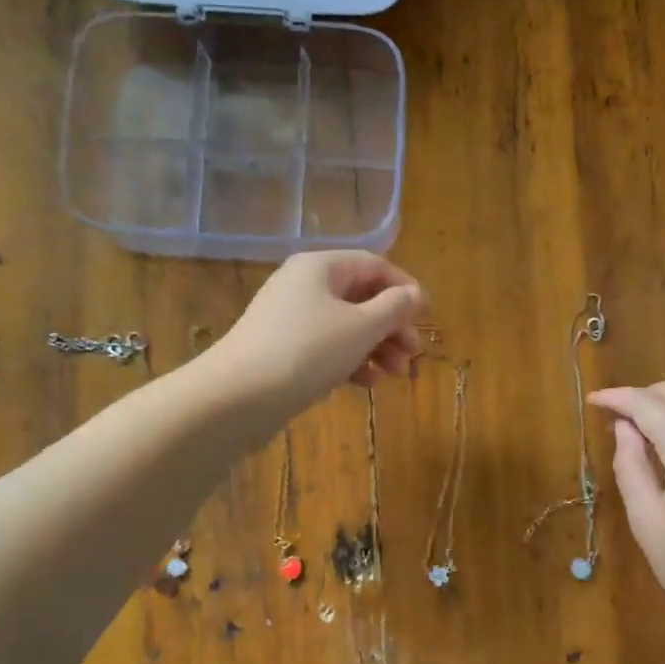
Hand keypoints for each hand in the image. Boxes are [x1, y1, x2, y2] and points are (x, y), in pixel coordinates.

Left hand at [211, 251, 426, 418]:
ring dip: (377, 347)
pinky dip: (351, 361)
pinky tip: (367, 383)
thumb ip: (394, 308)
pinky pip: (327, 347)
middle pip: (362, 298)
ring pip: (347, 326)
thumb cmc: (307, 352)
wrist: (237, 397)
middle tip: (414, 355)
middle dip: (393, 326)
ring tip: (396, 374)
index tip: (427, 317)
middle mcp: (304, 286)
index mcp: (321, 267)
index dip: (405, 288)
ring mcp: (291, 319)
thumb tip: (416, 293)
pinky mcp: (284, 350)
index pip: (374, 266)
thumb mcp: (360, 327)